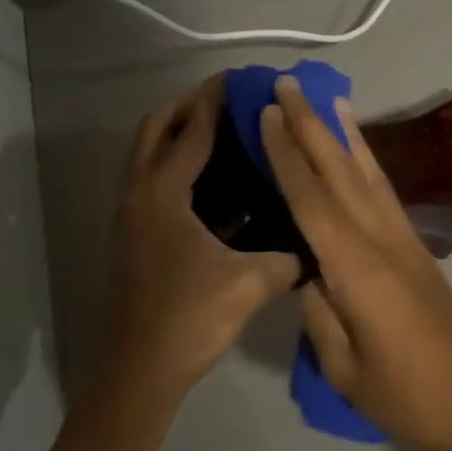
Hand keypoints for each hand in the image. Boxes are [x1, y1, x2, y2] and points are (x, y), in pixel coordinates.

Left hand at [105, 77, 299, 398]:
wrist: (139, 371)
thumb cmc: (190, 319)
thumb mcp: (249, 284)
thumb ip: (289, 257)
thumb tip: (320, 242)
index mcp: (163, 195)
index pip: (192, 132)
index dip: (216, 101)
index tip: (240, 79)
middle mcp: (139, 194)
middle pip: (155, 128)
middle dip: (188, 104)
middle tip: (228, 98)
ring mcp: (130, 214)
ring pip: (147, 152)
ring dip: (177, 130)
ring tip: (220, 125)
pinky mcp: (134, 232)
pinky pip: (151, 176)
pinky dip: (173, 159)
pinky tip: (210, 175)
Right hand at [259, 77, 451, 450]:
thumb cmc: (404, 394)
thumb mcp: (344, 365)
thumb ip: (318, 310)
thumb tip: (304, 269)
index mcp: (356, 268)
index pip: (311, 200)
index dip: (287, 154)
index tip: (267, 113)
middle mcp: (382, 239)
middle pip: (340, 172)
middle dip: (311, 125)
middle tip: (288, 84)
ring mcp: (405, 239)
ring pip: (369, 173)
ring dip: (344, 133)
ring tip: (328, 98)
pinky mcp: (417, 247)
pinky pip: (385, 192)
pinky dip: (368, 162)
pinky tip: (359, 152)